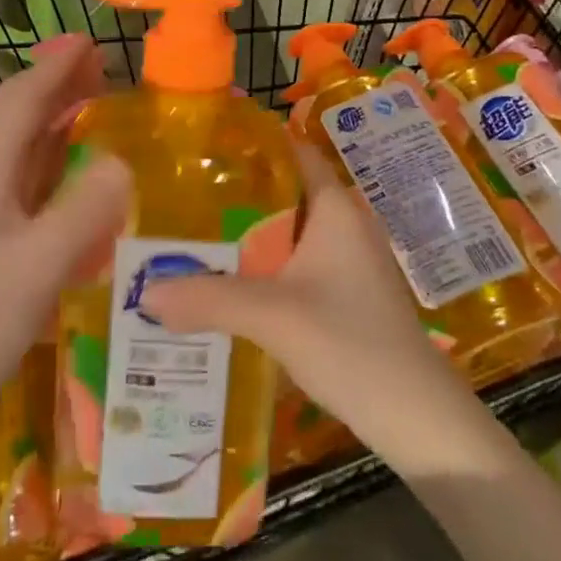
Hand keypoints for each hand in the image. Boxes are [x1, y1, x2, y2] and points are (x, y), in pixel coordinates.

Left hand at [0, 35, 131, 426]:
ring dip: (58, 117)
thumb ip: (81, 213)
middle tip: (102, 67)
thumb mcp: (36, 269)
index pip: (20, 102)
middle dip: (57, 84)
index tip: (89, 43)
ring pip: (24, 146)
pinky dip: (57, 159)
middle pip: (19, 116)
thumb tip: (123, 160)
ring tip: (96, 103)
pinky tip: (80, 171)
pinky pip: (31, 180)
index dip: (53, 68)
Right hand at [139, 146, 472, 459]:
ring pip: (289, 231)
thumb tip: (144, 292)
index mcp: (335, 207)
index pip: (293, 151)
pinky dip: (265, 265)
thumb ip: (210, 299)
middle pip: (285, 191)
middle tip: (183, 195)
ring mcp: (349, 260)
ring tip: (194, 236)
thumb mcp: (274, 317)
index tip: (205, 146)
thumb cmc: (351, 343)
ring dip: (249, 234)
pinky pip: (297, 262)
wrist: (416, 416)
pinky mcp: (347, 293)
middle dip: (238, 194)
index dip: (253, 143)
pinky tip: (230, 284)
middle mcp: (344, 223)